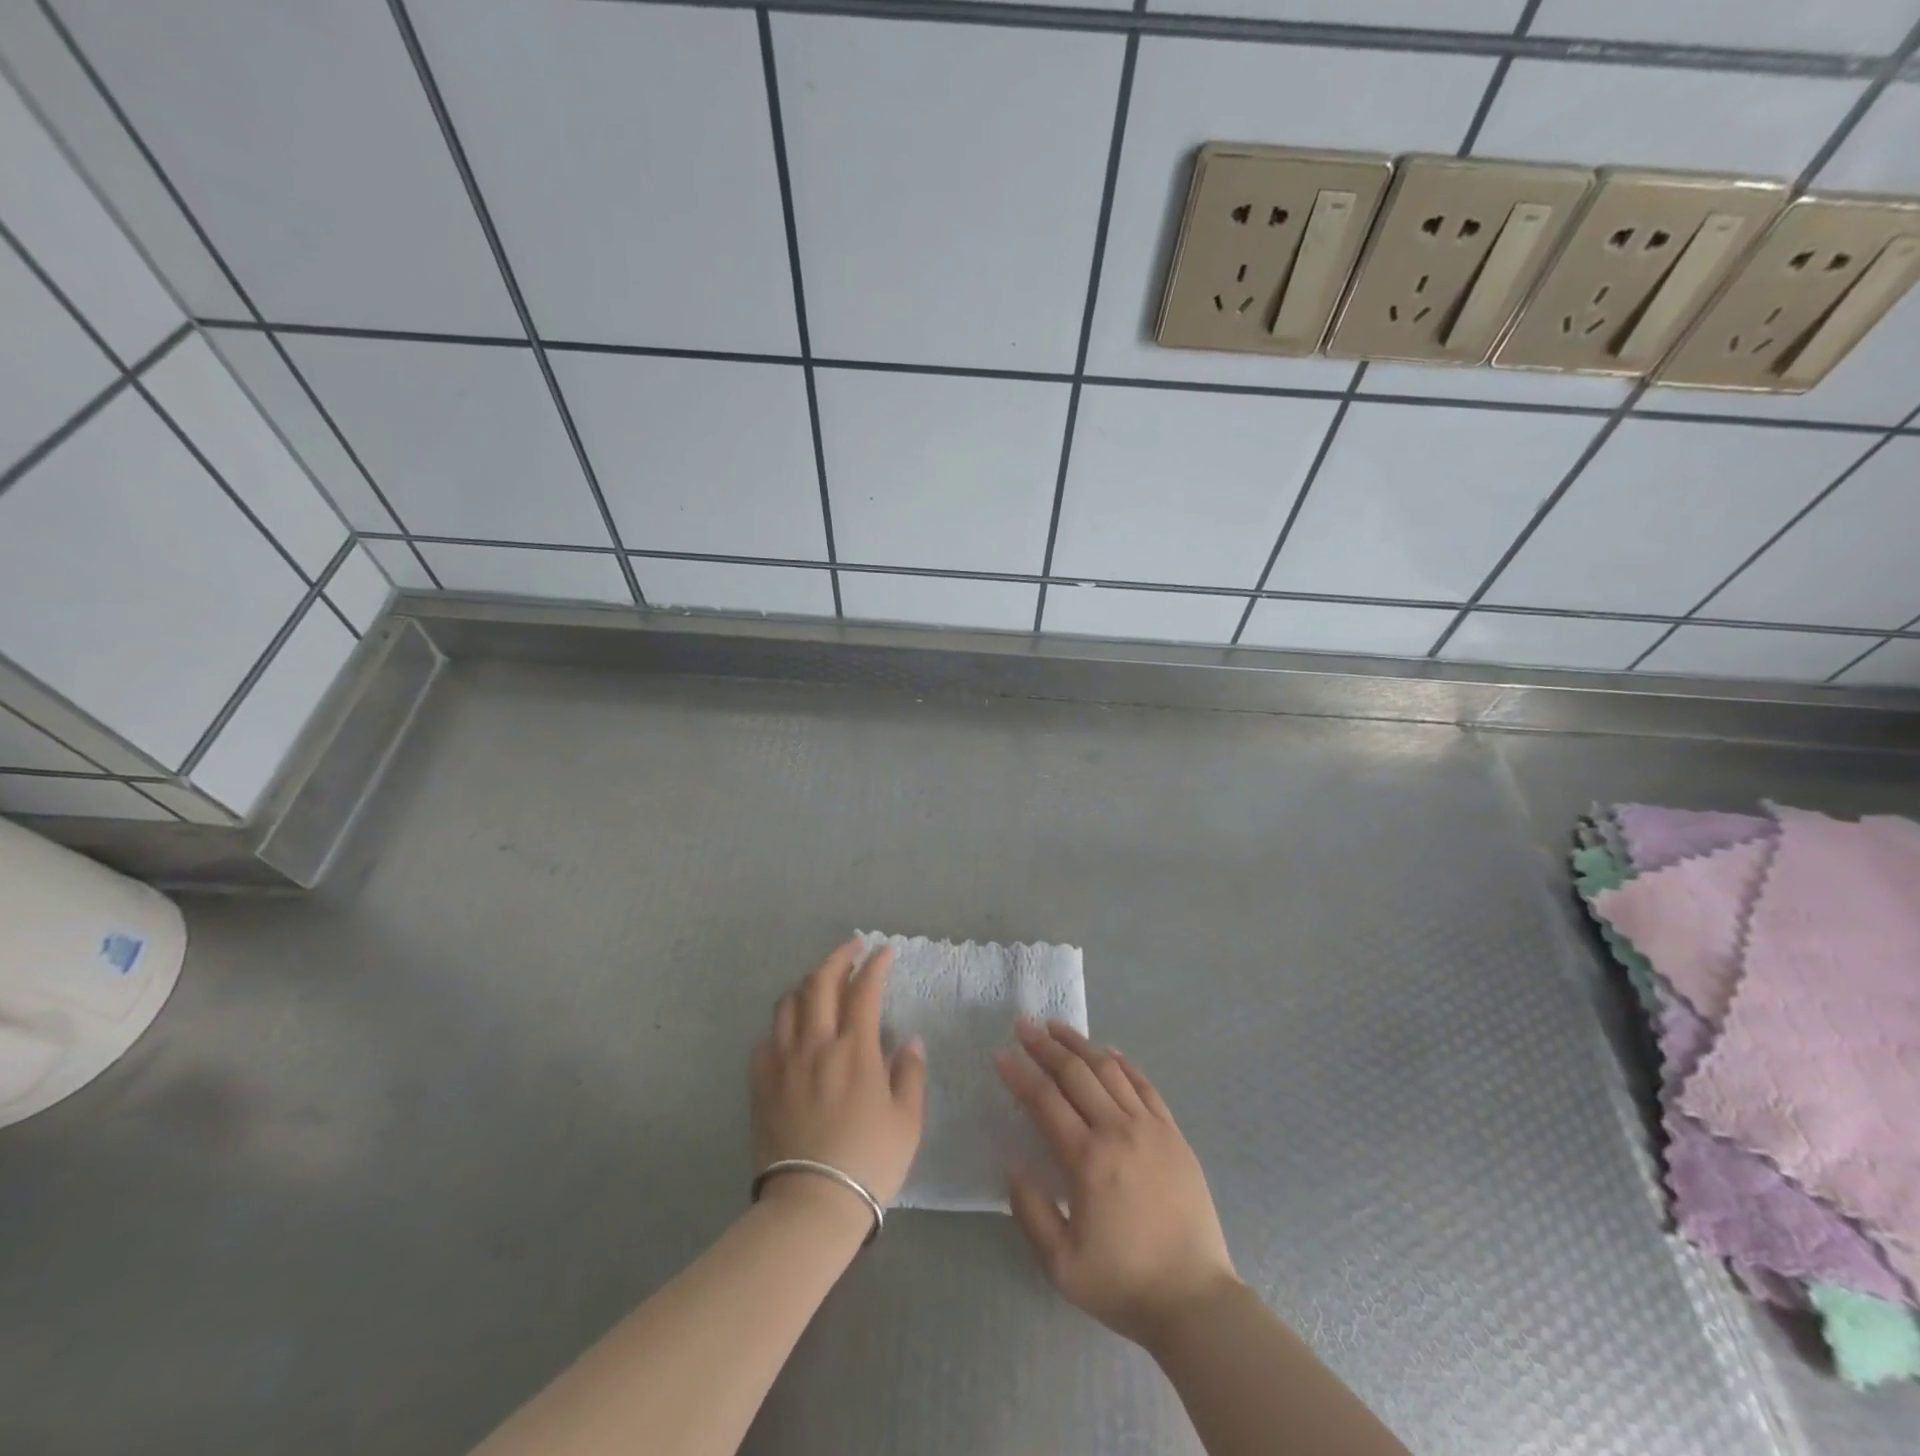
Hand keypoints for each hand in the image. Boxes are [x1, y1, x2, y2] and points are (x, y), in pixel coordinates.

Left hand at [751, 938, 926, 1211]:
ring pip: (788, 1003)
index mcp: (855, 1049)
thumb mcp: (907, 1121)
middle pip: (821, 983)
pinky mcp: (761, 1083)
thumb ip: (910, 1074)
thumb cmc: (868, 1162)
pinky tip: (790, 1031)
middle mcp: (816, 1044)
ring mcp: (783, 1061)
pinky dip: (781, 1024)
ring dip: (807, 984)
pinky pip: (766, 1039)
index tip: (884, 951)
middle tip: (852, 948)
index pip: (864, 989)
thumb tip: (910, 1042)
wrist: (811, 1205)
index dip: (875, 964)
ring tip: (820, 983)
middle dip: (838, 957)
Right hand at [996, 1021, 1239, 1347]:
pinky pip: (1144, 1085)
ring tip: (1057, 1027)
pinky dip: (1123, 1063)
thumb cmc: (1123, 1284)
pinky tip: (1108, 1052)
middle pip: (1075, 1073)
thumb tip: (1014, 1166)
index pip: (1045, 1101)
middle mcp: (1117, 1131)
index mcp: (1087, 1160)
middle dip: (1044, 1046)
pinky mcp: (1173, 1134)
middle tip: (1022, 1026)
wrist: (1195, 1301)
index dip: (1020, 1074)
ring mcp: (1150, 1128)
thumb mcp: (1061, 1265)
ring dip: (1080, 1044)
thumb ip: (1031, 1212)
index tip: (1001, 1054)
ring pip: (1109, 1070)